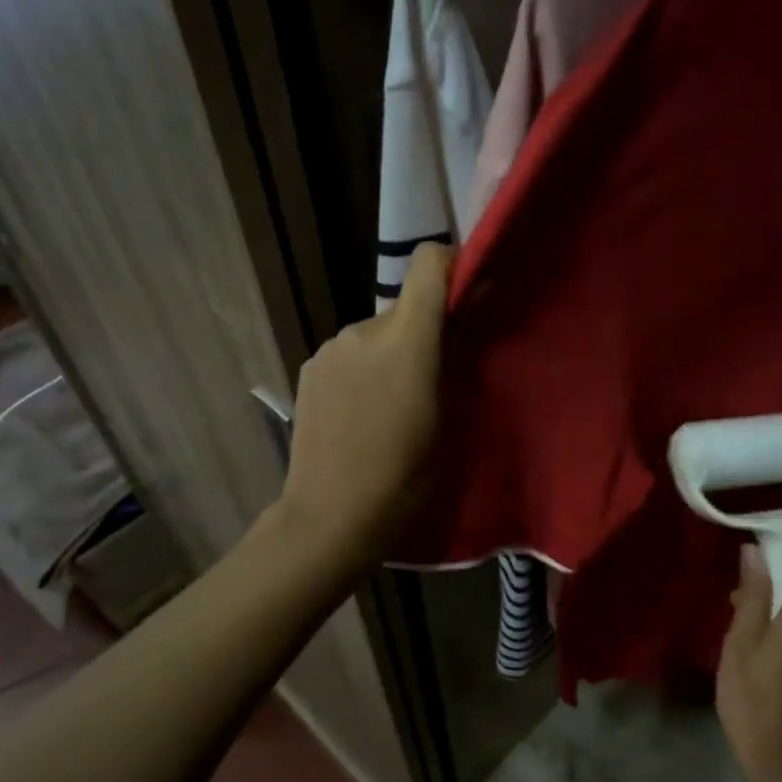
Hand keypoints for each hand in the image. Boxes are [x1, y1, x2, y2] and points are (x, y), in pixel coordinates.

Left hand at [274, 244, 451, 575]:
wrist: (331, 516)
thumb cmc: (405, 476)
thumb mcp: (448, 418)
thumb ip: (458, 354)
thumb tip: (472, 306)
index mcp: (405, 340)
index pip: (429, 264)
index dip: (453, 266)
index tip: (470, 293)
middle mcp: (362, 330)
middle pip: (405, 307)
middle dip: (425, 332)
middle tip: (435, 380)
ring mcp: (330, 348)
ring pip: (377, 333)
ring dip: (392, 353)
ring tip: (395, 405)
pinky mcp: (309, 367)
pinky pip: (351, 353)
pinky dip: (365, 368)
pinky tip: (363, 413)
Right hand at [716, 541, 781, 781]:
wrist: (781, 764)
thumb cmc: (752, 698)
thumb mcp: (741, 642)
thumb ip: (753, 594)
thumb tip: (754, 551)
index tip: (766, 544)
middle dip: (778, 582)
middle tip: (739, 595)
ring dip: (781, 608)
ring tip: (745, 626)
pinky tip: (763, 651)